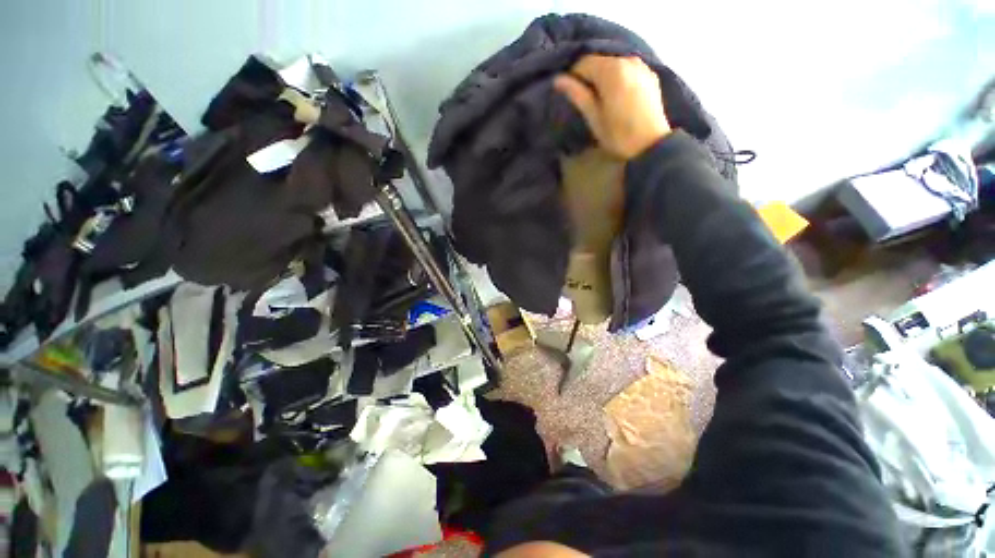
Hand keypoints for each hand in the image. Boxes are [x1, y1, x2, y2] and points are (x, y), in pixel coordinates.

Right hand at [554, 55, 670, 159]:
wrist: (651, 145)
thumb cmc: (618, 135)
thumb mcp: (594, 117)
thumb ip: (577, 94)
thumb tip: (558, 79)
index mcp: (611, 70)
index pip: (584, 62)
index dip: (573, 76)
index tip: (570, 94)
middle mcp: (628, 60)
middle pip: (600, 60)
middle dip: (589, 76)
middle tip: (584, 99)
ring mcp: (642, 65)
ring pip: (614, 64)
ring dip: (604, 77)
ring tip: (600, 98)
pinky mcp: (650, 75)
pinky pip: (627, 69)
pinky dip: (618, 78)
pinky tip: (617, 95)